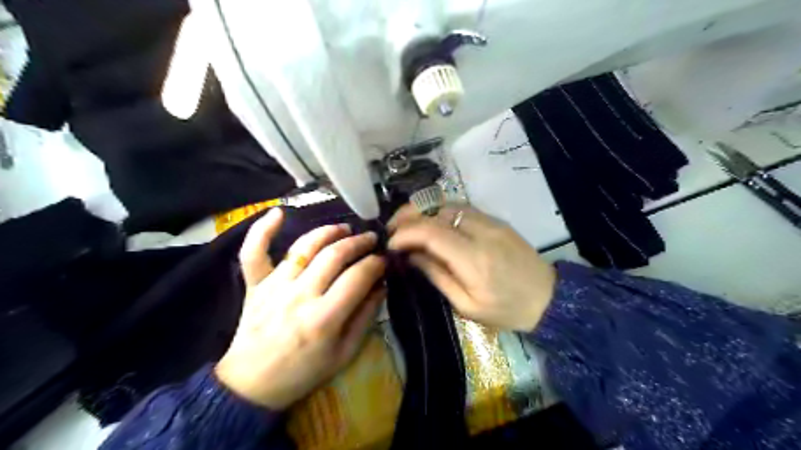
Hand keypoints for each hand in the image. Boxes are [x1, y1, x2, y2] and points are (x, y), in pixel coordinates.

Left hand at [215, 210, 385, 409]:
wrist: (252, 385)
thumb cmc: (303, 372)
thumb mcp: (345, 353)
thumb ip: (365, 317)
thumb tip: (381, 286)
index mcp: (324, 318)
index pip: (357, 277)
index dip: (376, 263)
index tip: (384, 260)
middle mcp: (300, 296)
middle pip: (334, 255)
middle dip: (359, 243)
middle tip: (371, 239)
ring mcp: (274, 287)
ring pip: (304, 246)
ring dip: (328, 232)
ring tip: (344, 228)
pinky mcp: (255, 285)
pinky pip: (254, 253)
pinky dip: (262, 230)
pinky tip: (278, 212)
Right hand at [390, 204, 558, 329]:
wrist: (549, 298)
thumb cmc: (506, 310)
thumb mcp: (467, 305)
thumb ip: (437, 276)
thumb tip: (411, 255)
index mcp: (474, 259)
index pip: (431, 232)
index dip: (405, 233)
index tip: (391, 245)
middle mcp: (481, 232)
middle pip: (437, 211)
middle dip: (408, 215)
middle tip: (392, 229)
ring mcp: (490, 222)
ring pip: (448, 204)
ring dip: (423, 211)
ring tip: (407, 224)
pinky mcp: (496, 220)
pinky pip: (461, 208)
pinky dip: (440, 212)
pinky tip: (431, 223)